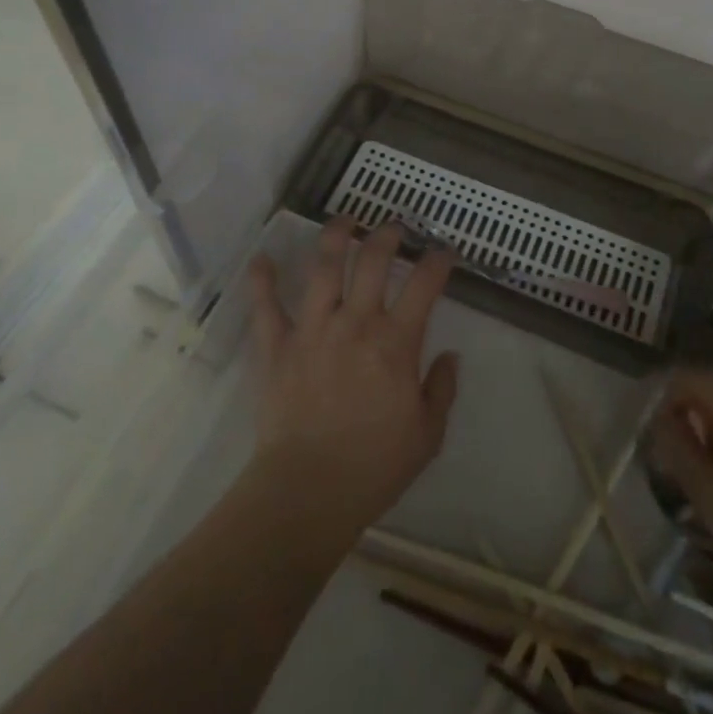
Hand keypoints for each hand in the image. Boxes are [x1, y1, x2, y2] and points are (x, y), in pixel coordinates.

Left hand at [247, 218, 460, 540]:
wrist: (308, 492)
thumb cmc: (374, 466)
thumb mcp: (427, 434)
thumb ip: (441, 389)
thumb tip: (450, 355)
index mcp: (396, 341)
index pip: (424, 284)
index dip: (438, 260)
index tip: (444, 251)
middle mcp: (356, 322)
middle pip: (373, 260)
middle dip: (387, 234)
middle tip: (393, 227)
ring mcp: (313, 329)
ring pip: (324, 267)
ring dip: (335, 236)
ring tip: (344, 220)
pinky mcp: (277, 346)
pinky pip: (266, 306)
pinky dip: (262, 280)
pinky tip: (262, 258)